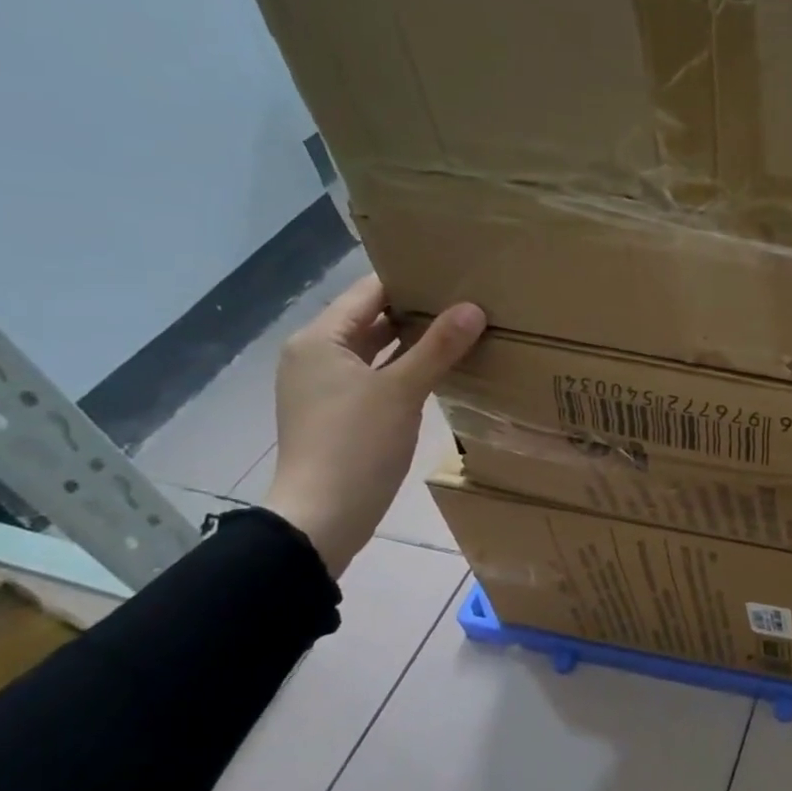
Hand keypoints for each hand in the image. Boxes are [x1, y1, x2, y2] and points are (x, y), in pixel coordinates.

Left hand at [263, 276, 485, 576]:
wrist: (322, 517)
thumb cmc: (355, 445)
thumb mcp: (402, 391)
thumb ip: (438, 347)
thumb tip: (474, 308)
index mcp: (320, 339)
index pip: (370, 292)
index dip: (411, 279)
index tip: (456, 273)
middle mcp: (317, 355)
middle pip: (372, 319)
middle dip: (419, 310)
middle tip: (469, 300)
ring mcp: (327, 386)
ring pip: (377, 350)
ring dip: (415, 341)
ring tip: (464, 329)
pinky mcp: (341, 413)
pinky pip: (378, 376)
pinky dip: (406, 369)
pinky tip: (442, 369)